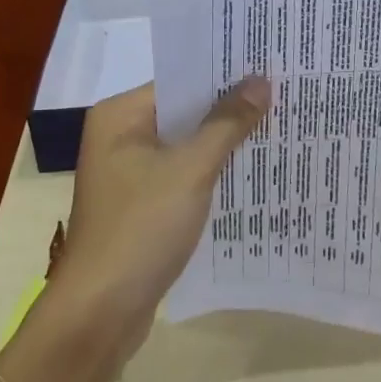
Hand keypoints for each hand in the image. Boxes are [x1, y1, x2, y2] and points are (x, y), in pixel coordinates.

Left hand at [51, 76, 270, 363]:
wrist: (100, 313)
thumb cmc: (141, 228)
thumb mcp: (190, 170)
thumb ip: (226, 123)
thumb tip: (260, 80)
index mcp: (119, 115)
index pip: (178, 81)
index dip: (223, 76)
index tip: (267, 68)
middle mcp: (118, 136)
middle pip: (182, 112)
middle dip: (227, 110)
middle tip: (280, 96)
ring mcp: (127, 173)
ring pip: (184, 146)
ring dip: (221, 143)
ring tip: (275, 128)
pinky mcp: (139, 205)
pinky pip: (180, 176)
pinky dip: (209, 173)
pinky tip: (248, 172)